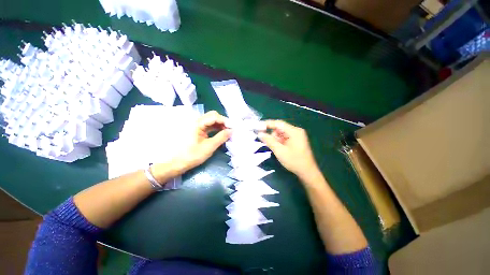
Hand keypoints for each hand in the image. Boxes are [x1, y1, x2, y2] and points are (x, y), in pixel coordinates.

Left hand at [151, 111, 230, 180]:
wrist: (178, 163)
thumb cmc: (193, 155)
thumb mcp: (209, 147)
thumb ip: (221, 137)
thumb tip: (232, 130)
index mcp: (198, 124)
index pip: (214, 116)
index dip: (225, 121)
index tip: (232, 128)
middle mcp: (197, 122)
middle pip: (213, 116)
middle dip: (223, 121)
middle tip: (230, 129)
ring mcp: (197, 126)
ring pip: (211, 120)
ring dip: (220, 125)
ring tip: (227, 132)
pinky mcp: (198, 130)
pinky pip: (209, 126)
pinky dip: (216, 128)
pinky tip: (221, 133)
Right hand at [258, 120, 318, 177]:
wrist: (307, 172)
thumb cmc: (294, 161)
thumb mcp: (279, 151)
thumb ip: (269, 141)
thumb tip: (259, 133)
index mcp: (294, 131)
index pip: (278, 123)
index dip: (267, 124)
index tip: (258, 127)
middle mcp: (296, 131)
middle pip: (280, 128)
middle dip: (272, 135)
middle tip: (268, 143)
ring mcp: (297, 136)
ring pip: (281, 133)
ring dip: (276, 139)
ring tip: (276, 148)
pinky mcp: (296, 140)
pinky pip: (284, 137)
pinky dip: (280, 142)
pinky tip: (279, 149)